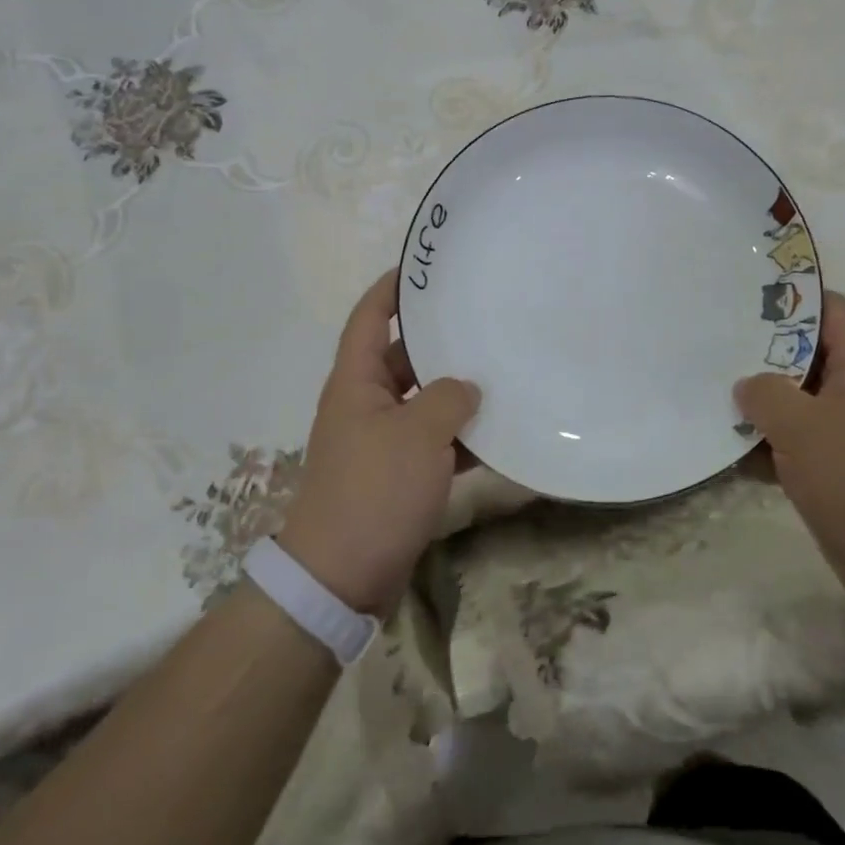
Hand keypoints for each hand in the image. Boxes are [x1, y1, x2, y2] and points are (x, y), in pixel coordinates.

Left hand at [278, 271, 479, 615]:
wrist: (342, 576)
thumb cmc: (374, 491)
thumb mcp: (417, 435)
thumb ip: (448, 398)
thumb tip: (467, 388)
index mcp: (356, 382)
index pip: (369, 319)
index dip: (391, 289)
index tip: (423, 268)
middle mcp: (365, 403)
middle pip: (403, 358)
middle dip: (439, 341)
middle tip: (484, 320)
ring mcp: (382, 441)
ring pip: (423, 401)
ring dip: (456, 392)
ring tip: (502, 372)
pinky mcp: (397, 474)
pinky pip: (433, 441)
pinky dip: (459, 437)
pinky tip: (498, 436)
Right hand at [735, 291, 844, 614]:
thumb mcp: (802, 426)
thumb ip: (765, 393)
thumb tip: (746, 385)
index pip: (827, 309)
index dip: (789, 297)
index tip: (742, 297)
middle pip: (803, 354)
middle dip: (759, 352)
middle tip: (712, 344)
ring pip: (794, 400)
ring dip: (757, 402)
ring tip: (708, 392)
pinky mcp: (835, 468)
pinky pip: (793, 442)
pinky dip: (765, 444)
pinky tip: (727, 450)